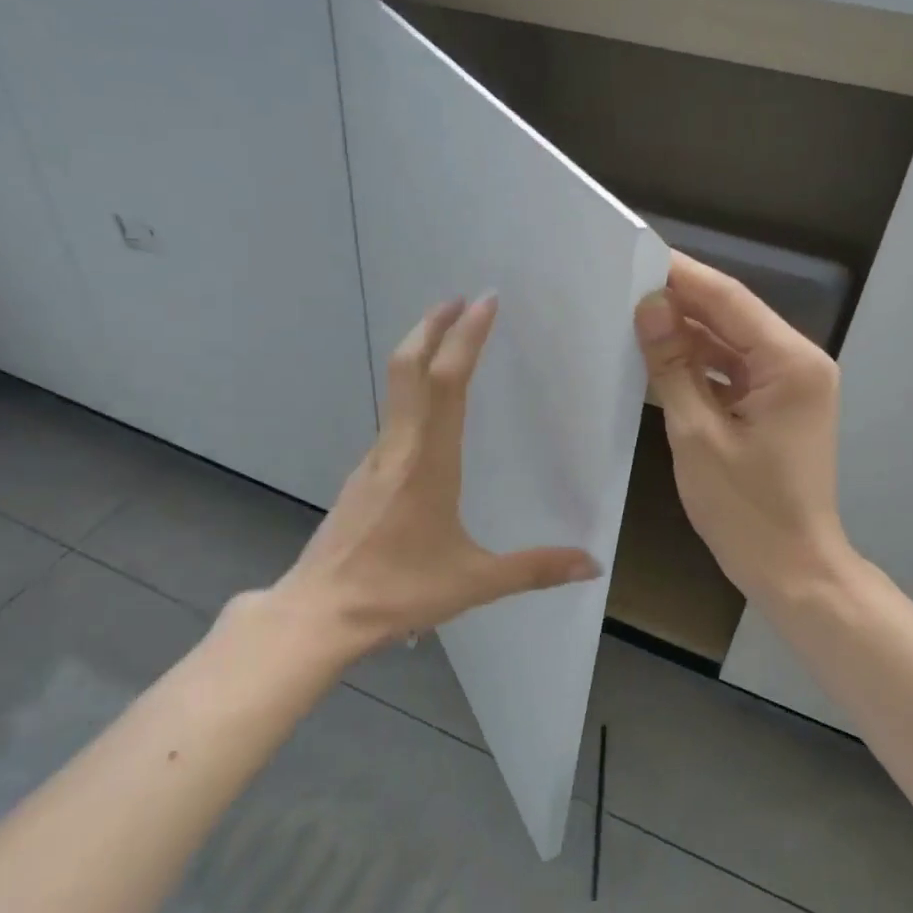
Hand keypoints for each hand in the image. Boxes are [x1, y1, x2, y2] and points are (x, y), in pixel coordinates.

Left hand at [272, 296, 601, 664]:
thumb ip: (534, 569)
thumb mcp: (473, 582)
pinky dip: (413, 391)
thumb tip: (592, 564)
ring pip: (396, 389)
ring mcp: (374, 460)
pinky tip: (430, 413)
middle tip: (462, 299)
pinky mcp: (362, 477)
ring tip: (450, 341)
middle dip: (434, 326)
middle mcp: (397, 448)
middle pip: (409, 368)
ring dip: (421, 353)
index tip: (485, 302)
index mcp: (428, 462)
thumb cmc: (397, 592)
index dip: (465, 338)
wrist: (319, 612)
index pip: (446, 382)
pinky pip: (392, 418)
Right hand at [635, 252, 854, 603]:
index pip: (729, 300)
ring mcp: (788, 386)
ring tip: (628, 319)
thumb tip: (649, 308)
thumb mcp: (699, 436)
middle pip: (731, 318)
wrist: (791, 569)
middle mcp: (797, 364)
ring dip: (685, 336)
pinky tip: (656, 361)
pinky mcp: (775, 407)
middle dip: (679, 303)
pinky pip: (731, 373)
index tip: (634, 256)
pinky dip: (697, 367)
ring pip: (729, 345)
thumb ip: (674, 367)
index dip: (681, 276)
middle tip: (621, 286)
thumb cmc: (746, 509)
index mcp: (790, 364)